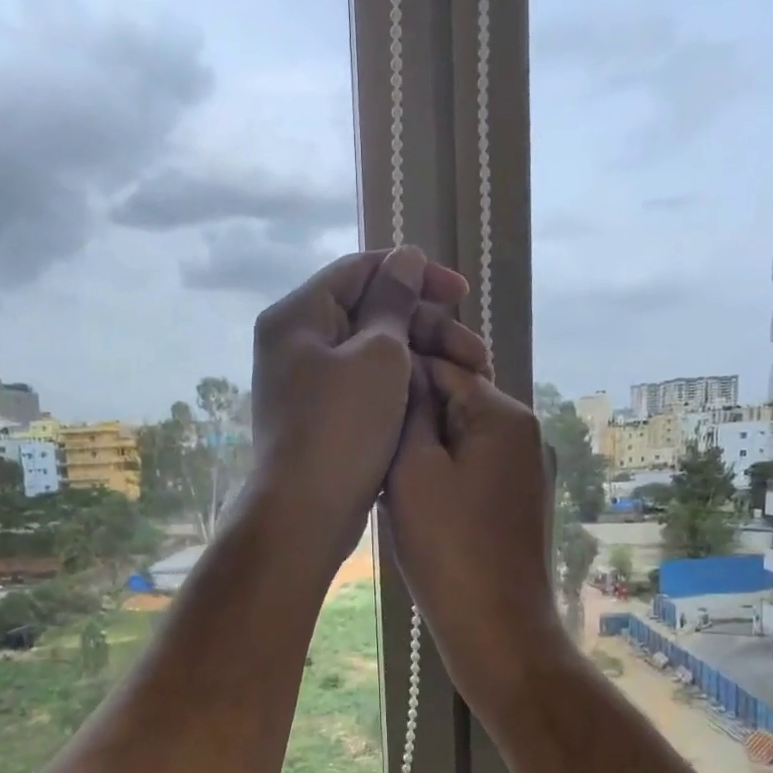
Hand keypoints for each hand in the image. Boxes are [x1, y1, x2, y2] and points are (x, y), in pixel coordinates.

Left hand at [247, 247, 485, 566]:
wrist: (305, 513)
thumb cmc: (343, 428)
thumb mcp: (378, 356)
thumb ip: (394, 302)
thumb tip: (405, 258)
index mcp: (298, 315)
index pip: (362, 270)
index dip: (416, 274)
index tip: (462, 294)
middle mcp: (296, 343)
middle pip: (371, 313)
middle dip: (427, 326)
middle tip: (475, 353)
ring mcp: (307, 384)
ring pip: (373, 354)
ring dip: (422, 358)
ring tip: (469, 379)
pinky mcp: (321, 418)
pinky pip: (366, 386)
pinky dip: (401, 387)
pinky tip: (436, 398)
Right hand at [381, 358, 569, 714]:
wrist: (495, 628)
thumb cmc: (448, 548)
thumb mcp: (413, 471)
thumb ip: (408, 412)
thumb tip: (405, 372)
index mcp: (502, 414)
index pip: (442, 368)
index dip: (396, 381)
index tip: (358, 404)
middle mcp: (520, 433)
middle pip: (452, 403)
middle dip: (409, 422)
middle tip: (368, 448)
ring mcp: (519, 470)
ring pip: (455, 440)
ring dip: (418, 453)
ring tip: (383, 478)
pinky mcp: (510, 502)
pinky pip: (465, 471)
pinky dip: (436, 478)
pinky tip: (408, 504)